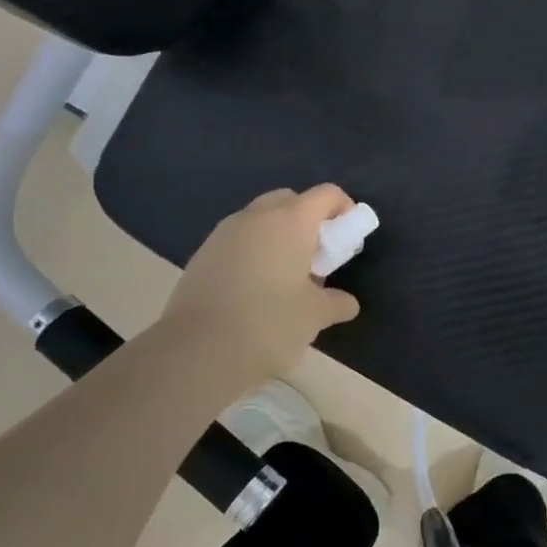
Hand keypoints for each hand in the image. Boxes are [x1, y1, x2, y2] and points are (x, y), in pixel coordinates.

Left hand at [163, 184, 362, 389]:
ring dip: (278, 237)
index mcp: (290, 222)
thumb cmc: (269, 324)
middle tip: (317, 256)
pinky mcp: (202, 255)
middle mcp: (255, 218)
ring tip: (286, 277)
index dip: (344, 208)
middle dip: (308, 220)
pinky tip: (255, 290)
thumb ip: (336, 303)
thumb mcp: (314, 316)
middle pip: (289, 200)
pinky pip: (238, 242)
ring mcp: (223, 234)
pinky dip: (254, 253)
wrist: (197, 351)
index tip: (349, 237)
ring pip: (259, 220)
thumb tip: (347, 303)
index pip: (325, 194)